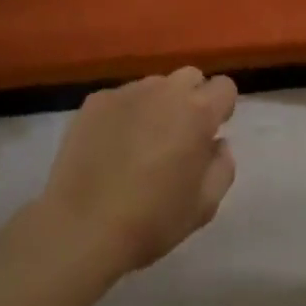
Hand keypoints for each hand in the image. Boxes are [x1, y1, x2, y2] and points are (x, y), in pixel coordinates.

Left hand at [37, 66, 238, 274]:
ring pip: (154, 86)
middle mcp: (165, 91)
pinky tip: (110, 147)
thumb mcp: (204, 206)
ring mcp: (127, 92)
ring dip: (157, 105)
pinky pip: (121, 98)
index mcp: (198, 112)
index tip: (209, 134)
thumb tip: (218, 143)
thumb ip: (222, 167)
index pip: (225, 86)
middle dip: (191, 99)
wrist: (80, 229)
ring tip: (140, 142)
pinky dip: (123, 115)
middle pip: (190, 77)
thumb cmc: (151, 221)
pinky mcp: (95, 101)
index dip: (221, 108)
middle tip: (178, 136)